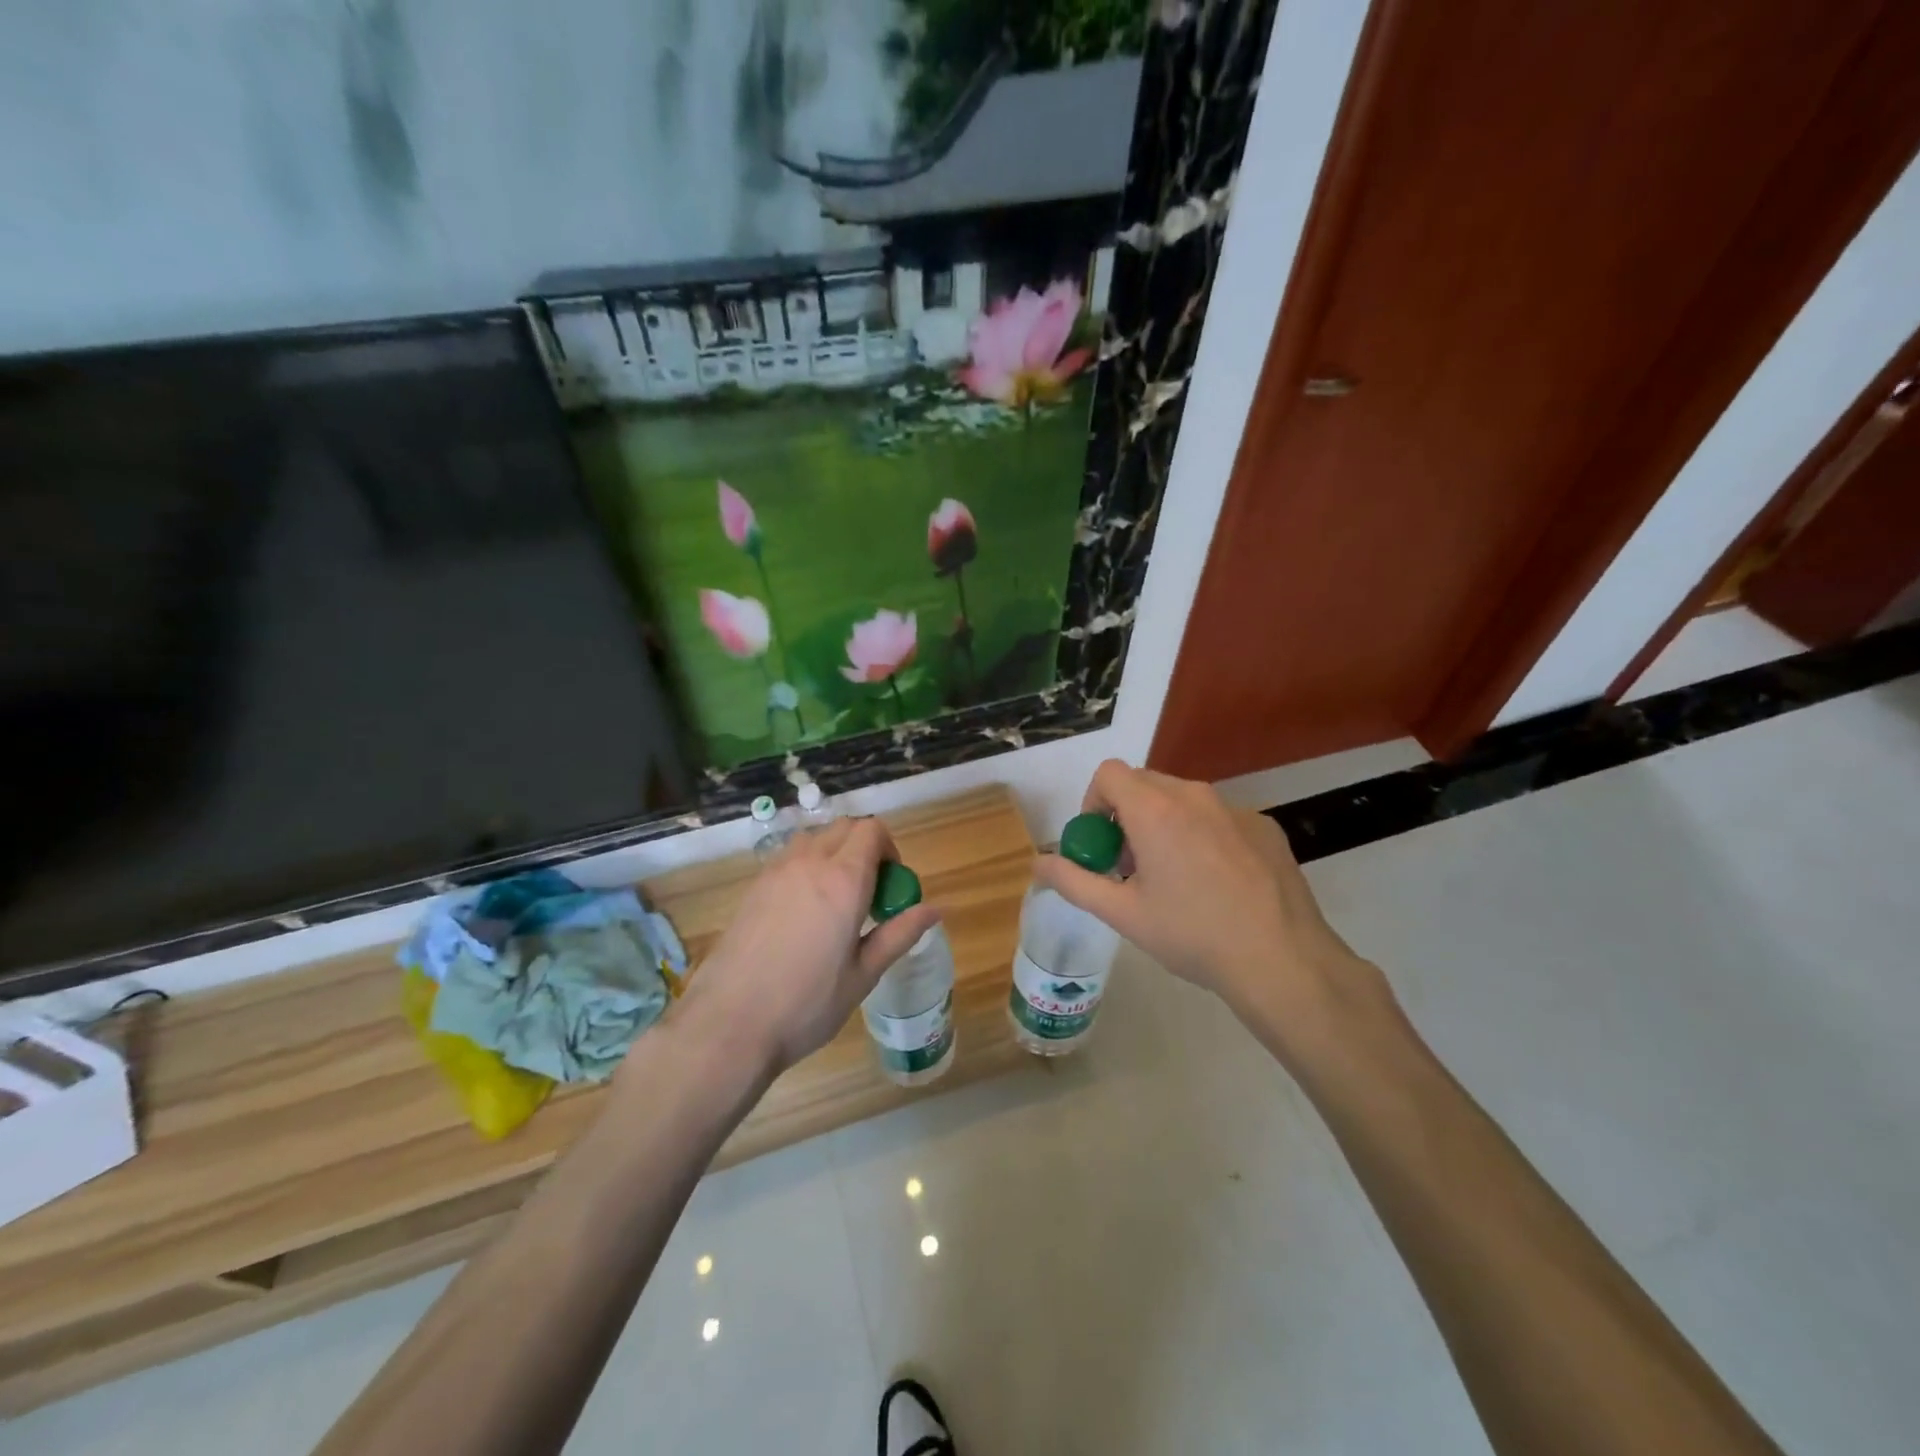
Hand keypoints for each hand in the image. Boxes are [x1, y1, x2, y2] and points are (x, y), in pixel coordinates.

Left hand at [675, 816, 941, 1076]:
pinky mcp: (754, 886)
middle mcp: (810, 863)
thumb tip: (935, 909)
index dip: (889, 848)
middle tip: (869, 893)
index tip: (891, 884)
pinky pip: (789, 857)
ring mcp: (776, 871)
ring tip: (836, 900)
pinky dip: (807, 866)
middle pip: (845, 827)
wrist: (728, 1024)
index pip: (872, 830)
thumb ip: (899, 934)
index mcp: (844, 880)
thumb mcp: (863, 974)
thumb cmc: (806, 1005)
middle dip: (864, 847)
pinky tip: (804, 912)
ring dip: (834, 853)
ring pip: (815, 838)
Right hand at [1031, 760, 1386, 1059]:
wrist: (1281, 959)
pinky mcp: (1265, 826)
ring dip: (1164, 824)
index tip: (1101, 845)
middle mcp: (1194, 795)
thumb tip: (1037, 863)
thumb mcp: (1122, 913)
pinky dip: (1203, 836)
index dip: (1094, 803)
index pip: (1109, 773)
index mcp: (1155, 809)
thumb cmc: (1192, 934)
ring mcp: (1235, 809)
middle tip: (1130, 866)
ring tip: (1174, 878)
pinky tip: (1217, 885)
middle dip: (1126, 815)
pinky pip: (1218, 817)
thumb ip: (1073, 881)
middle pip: (1144, 783)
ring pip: (1183, 799)